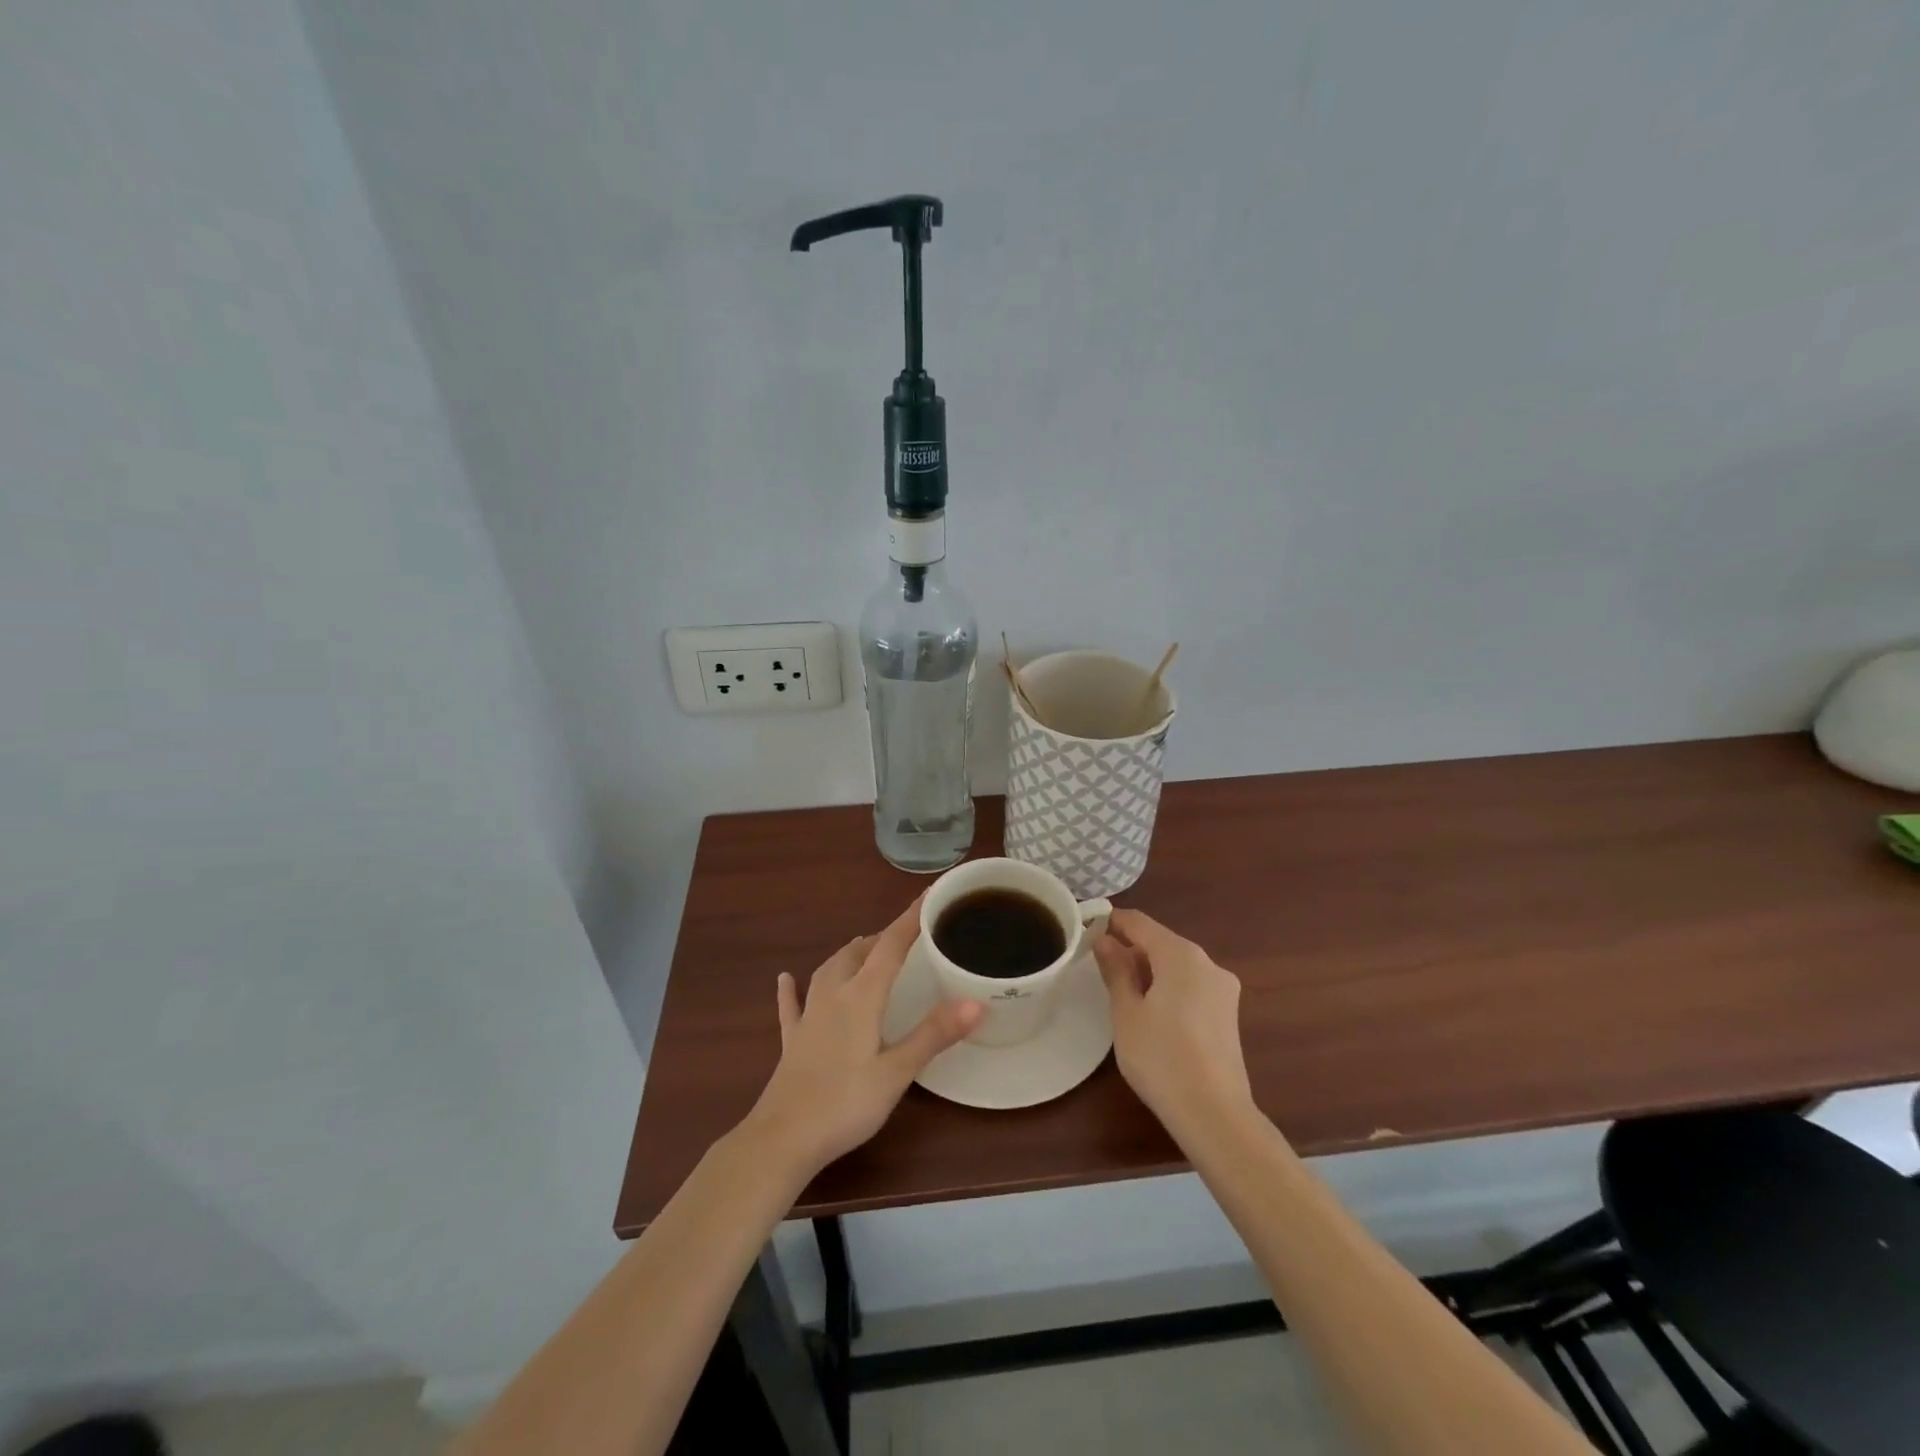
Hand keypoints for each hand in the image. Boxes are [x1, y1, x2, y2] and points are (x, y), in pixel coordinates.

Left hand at [740, 897, 982, 1181]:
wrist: (781, 1140)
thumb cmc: (844, 1104)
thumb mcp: (896, 1072)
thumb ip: (934, 1034)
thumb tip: (976, 1002)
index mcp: (861, 997)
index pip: (890, 946)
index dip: (910, 919)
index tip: (930, 895)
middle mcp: (833, 996)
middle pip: (859, 953)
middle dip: (883, 937)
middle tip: (906, 934)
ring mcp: (808, 1017)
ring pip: (828, 970)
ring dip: (849, 954)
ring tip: (863, 946)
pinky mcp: (792, 1041)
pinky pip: (792, 1005)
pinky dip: (792, 989)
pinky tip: (785, 979)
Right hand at [1094, 909, 1254, 1138]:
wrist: (1214, 1114)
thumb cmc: (1161, 1058)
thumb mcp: (1127, 1012)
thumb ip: (1115, 970)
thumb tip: (1105, 940)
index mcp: (1181, 955)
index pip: (1140, 922)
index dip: (1111, 921)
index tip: (1086, 930)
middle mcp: (1207, 963)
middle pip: (1161, 942)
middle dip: (1130, 949)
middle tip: (1099, 968)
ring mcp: (1223, 989)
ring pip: (1177, 965)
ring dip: (1149, 970)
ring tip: (1122, 993)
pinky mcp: (1228, 1014)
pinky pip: (1191, 986)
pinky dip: (1169, 988)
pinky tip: (1152, 1013)